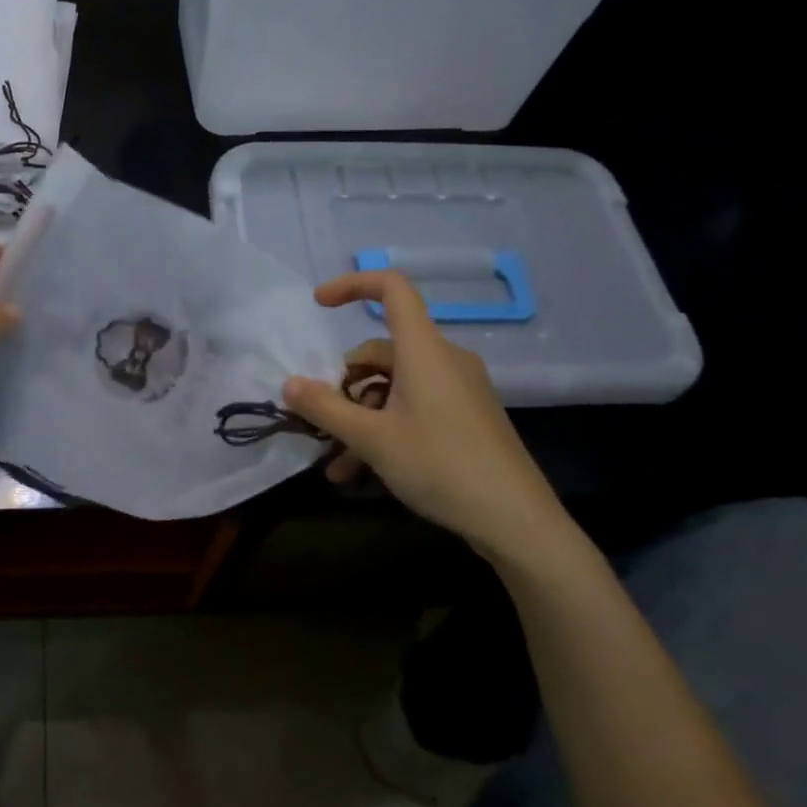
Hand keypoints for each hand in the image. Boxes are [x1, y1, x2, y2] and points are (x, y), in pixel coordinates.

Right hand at [282, 270, 574, 565]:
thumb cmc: (441, 465)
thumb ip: (325, 408)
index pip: (392, 289)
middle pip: (381, 351)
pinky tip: (362, 472)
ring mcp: (458, 389)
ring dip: (360, 419)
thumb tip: (290, 385)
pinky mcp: (466, 416)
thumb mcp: (371, 438)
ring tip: (338, 464)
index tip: (318, 304)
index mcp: (424, 350)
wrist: (517, 521)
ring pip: (393, 387)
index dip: (353, 285)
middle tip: (322, 424)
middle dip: (345, 386)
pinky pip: (413, 408)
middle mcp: (443, 360)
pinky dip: (385, 429)